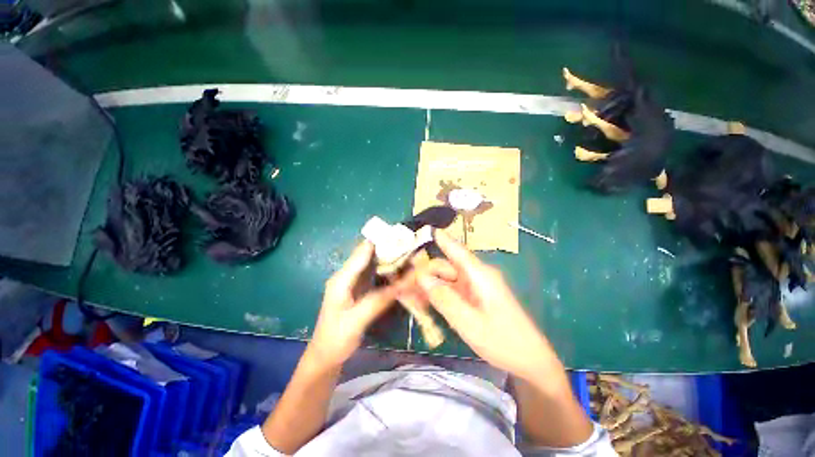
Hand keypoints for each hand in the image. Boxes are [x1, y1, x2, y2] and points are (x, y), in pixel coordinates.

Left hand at [308, 241, 400, 366]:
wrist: (326, 356)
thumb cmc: (336, 338)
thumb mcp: (357, 320)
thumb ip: (378, 300)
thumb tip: (403, 284)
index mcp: (342, 279)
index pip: (362, 253)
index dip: (379, 242)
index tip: (399, 236)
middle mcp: (347, 276)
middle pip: (368, 255)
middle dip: (387, 249)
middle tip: (409, 246)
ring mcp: (353, 282)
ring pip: (372, 264)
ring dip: (388, 259)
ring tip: (407, 254)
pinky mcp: (359, 289)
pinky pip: (374, 275)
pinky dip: (386, 271)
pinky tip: (399, 271)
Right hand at [417, 231, 553, 380]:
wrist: (530, 361)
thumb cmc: (502, 341)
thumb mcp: (469, 322)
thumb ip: (444, 298)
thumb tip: (422, 277)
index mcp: (480, 275)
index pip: (457, 250)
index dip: (442, 239)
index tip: (426, 230)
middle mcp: (477, 276)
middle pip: (446, 267)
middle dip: (424, 273)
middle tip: (402, 284)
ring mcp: (477, 288)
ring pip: (447, 280)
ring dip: (429, 286)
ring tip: (407, 295)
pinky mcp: (476, 298)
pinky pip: (453, 291)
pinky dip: (438, 295)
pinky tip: (424, 303)